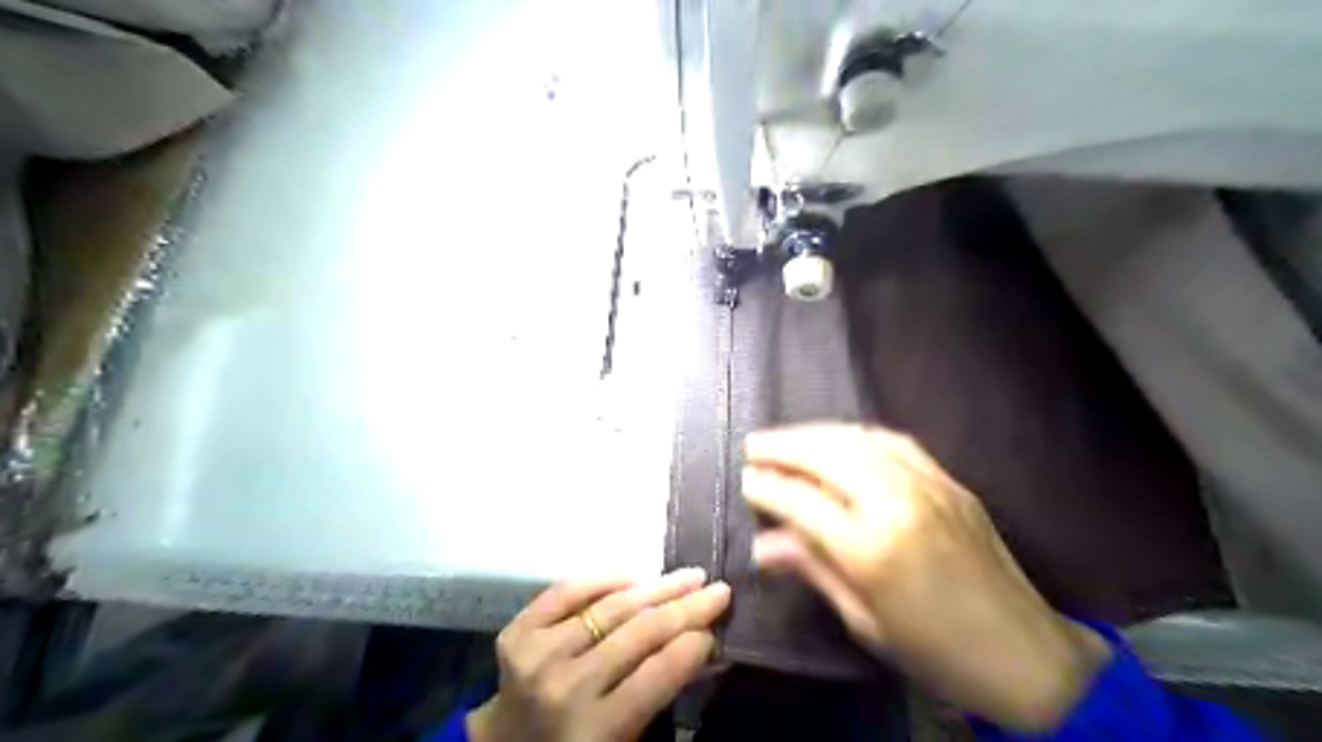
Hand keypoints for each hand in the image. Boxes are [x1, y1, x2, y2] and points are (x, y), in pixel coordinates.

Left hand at [465, 572, 733, 738]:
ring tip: (688, 576)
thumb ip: (659, 694)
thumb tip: (702, 644)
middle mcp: (565, 688)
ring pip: (609, 608)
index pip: (656, 677)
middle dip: (686, 608)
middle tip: (718, 589)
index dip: (692, 646)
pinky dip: (602, 579)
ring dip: (655, 588)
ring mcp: (537, 654)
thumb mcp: (623, 741)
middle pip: (638, 634)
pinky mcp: (517, 631)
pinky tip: (633, 576)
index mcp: (595, 730)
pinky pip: (568, 590)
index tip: (717, 627)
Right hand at [743, 423, 1105, 729]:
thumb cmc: (935, 651)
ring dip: (815, 433)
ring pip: (858, 439)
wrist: (1026, 654)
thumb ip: (813, 568)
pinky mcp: (949, 480)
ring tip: (786, 439)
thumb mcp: (863, 620)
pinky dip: (856, 435)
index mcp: (871, 549)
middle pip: (826, 455)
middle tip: (753, 447)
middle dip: (782, 446)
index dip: (766, 487)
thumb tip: (764, 544)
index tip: (743, 481)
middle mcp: (897, 502)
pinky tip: (839, 441)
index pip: (800, 501)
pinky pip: (894, 441)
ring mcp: (927, 484)